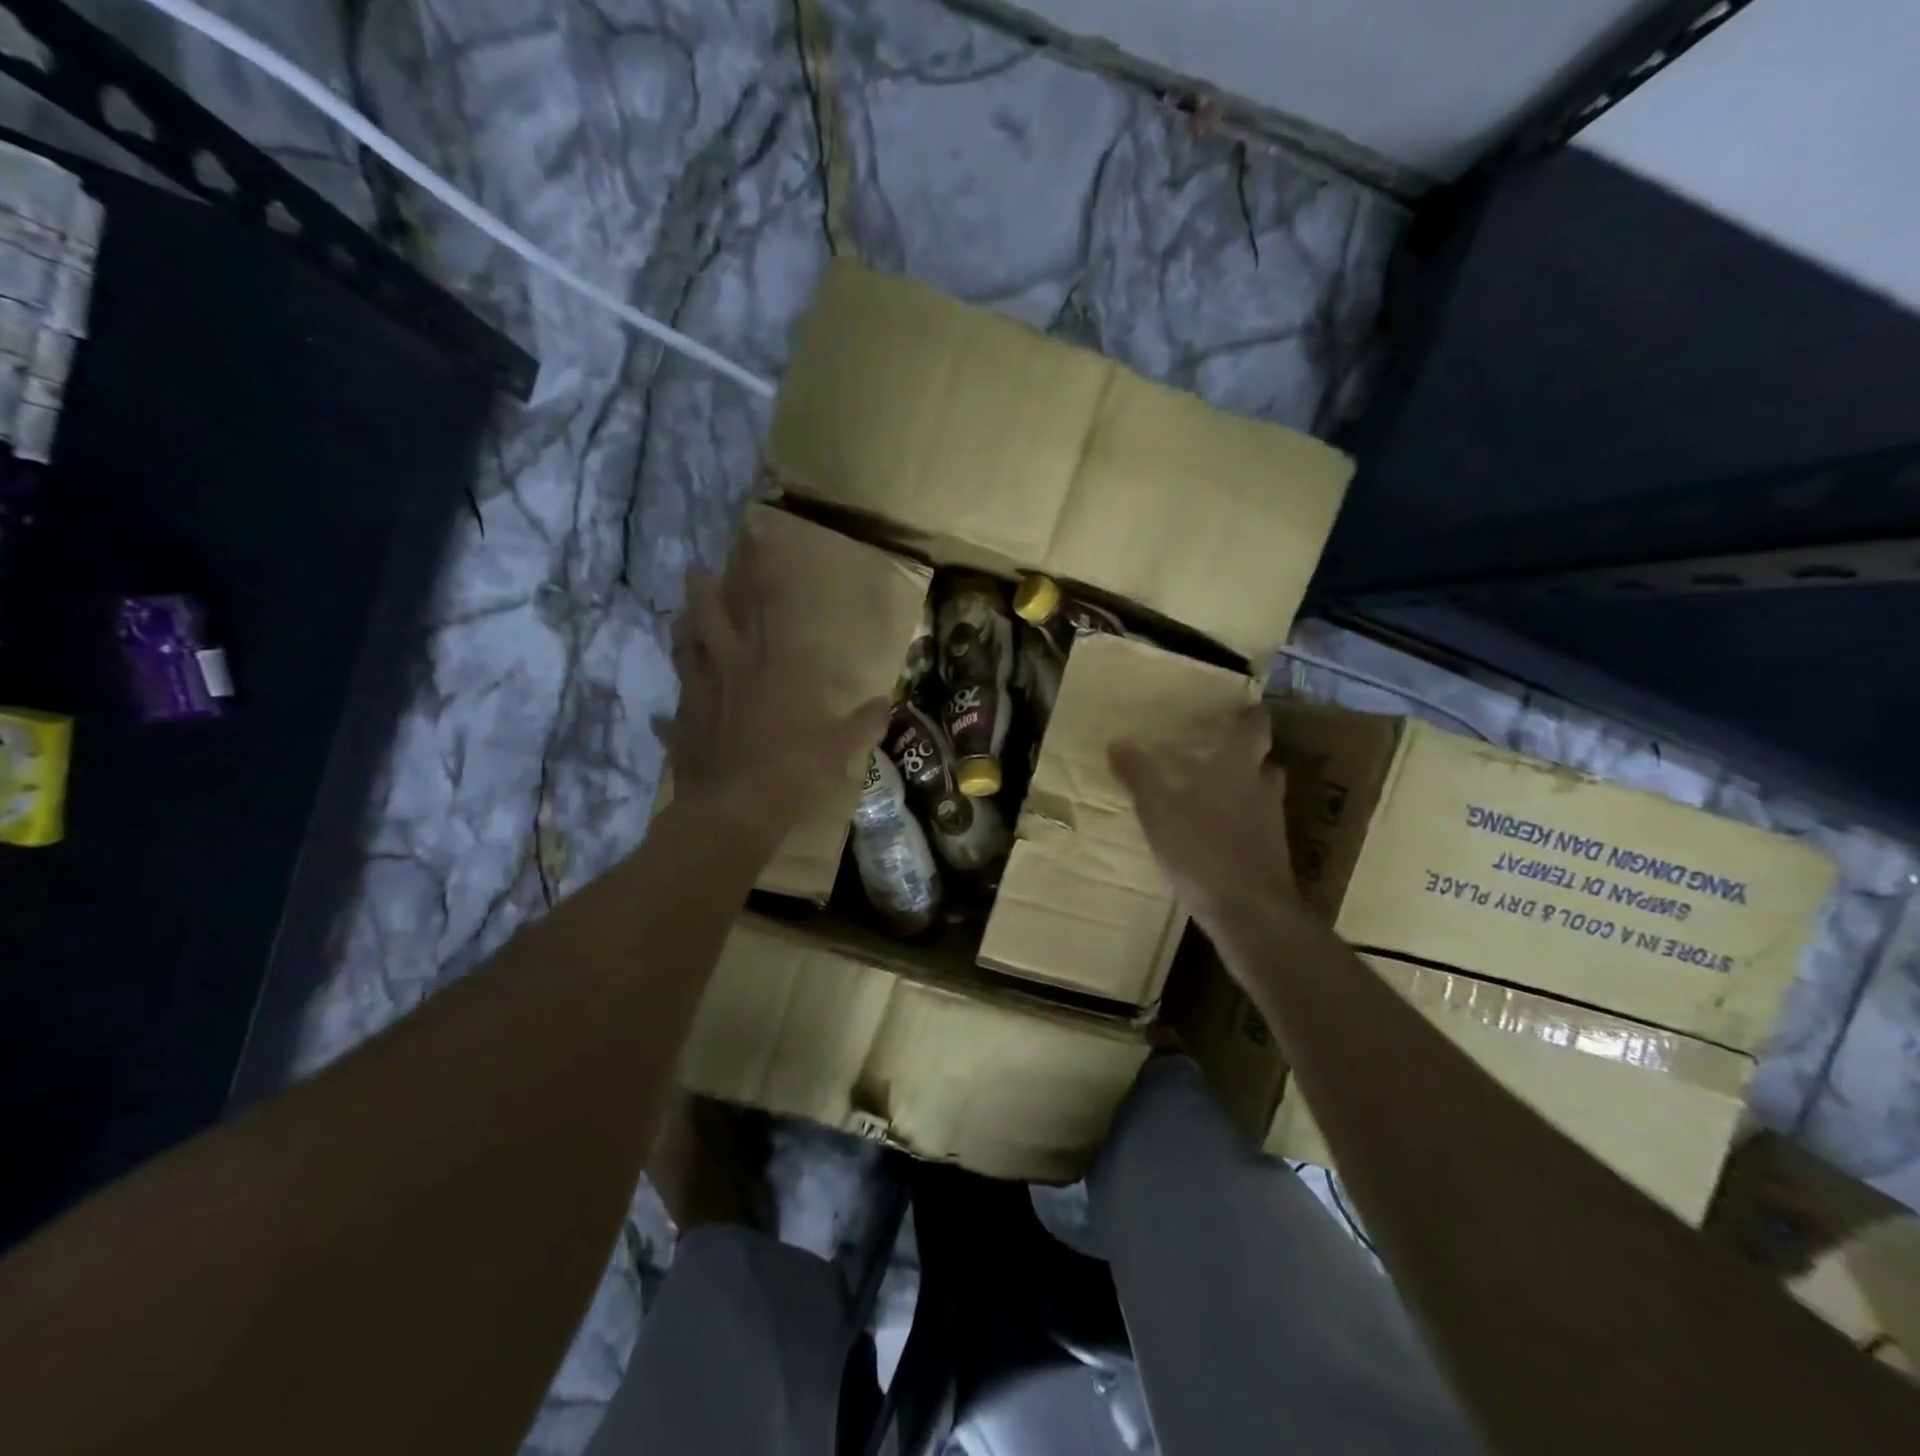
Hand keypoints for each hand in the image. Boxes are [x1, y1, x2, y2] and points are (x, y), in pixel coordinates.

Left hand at [662, 525, 887, 852]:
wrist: (735, 812)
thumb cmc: (793, 771)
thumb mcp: (840, 748)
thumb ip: (862, 723)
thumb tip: (884, 704)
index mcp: (773, 667)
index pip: (768, 604)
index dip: (762, 566)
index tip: (753, 531)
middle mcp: (731, 671)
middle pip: (710, 619)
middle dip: (703, 590)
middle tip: (695, 569)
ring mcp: (700, 698)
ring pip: (685, 653)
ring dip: (681, 632)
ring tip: (678, 616)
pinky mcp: (682, 729)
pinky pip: (673, 716)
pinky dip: (670, 714)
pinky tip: (664, 715)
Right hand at [1110, 708, 1303, 934]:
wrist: (1251, 912)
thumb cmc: (1203, 850)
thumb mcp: (1158, 811)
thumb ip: (1139, 776)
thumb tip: (1118, 743)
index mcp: (1238, 768)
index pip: (1254, 728)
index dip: (1249, 716)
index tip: (1237, 710)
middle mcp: (1262, 789)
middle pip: (1264, 762)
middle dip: (1246, 757)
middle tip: (1219, 755)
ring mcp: (1272, 825)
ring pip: (1263, 796)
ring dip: (1246, 791)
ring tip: (1214, 796)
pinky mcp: (1272, 856)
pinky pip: (1259, 828)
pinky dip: (1243, 825)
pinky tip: (1218, 837)